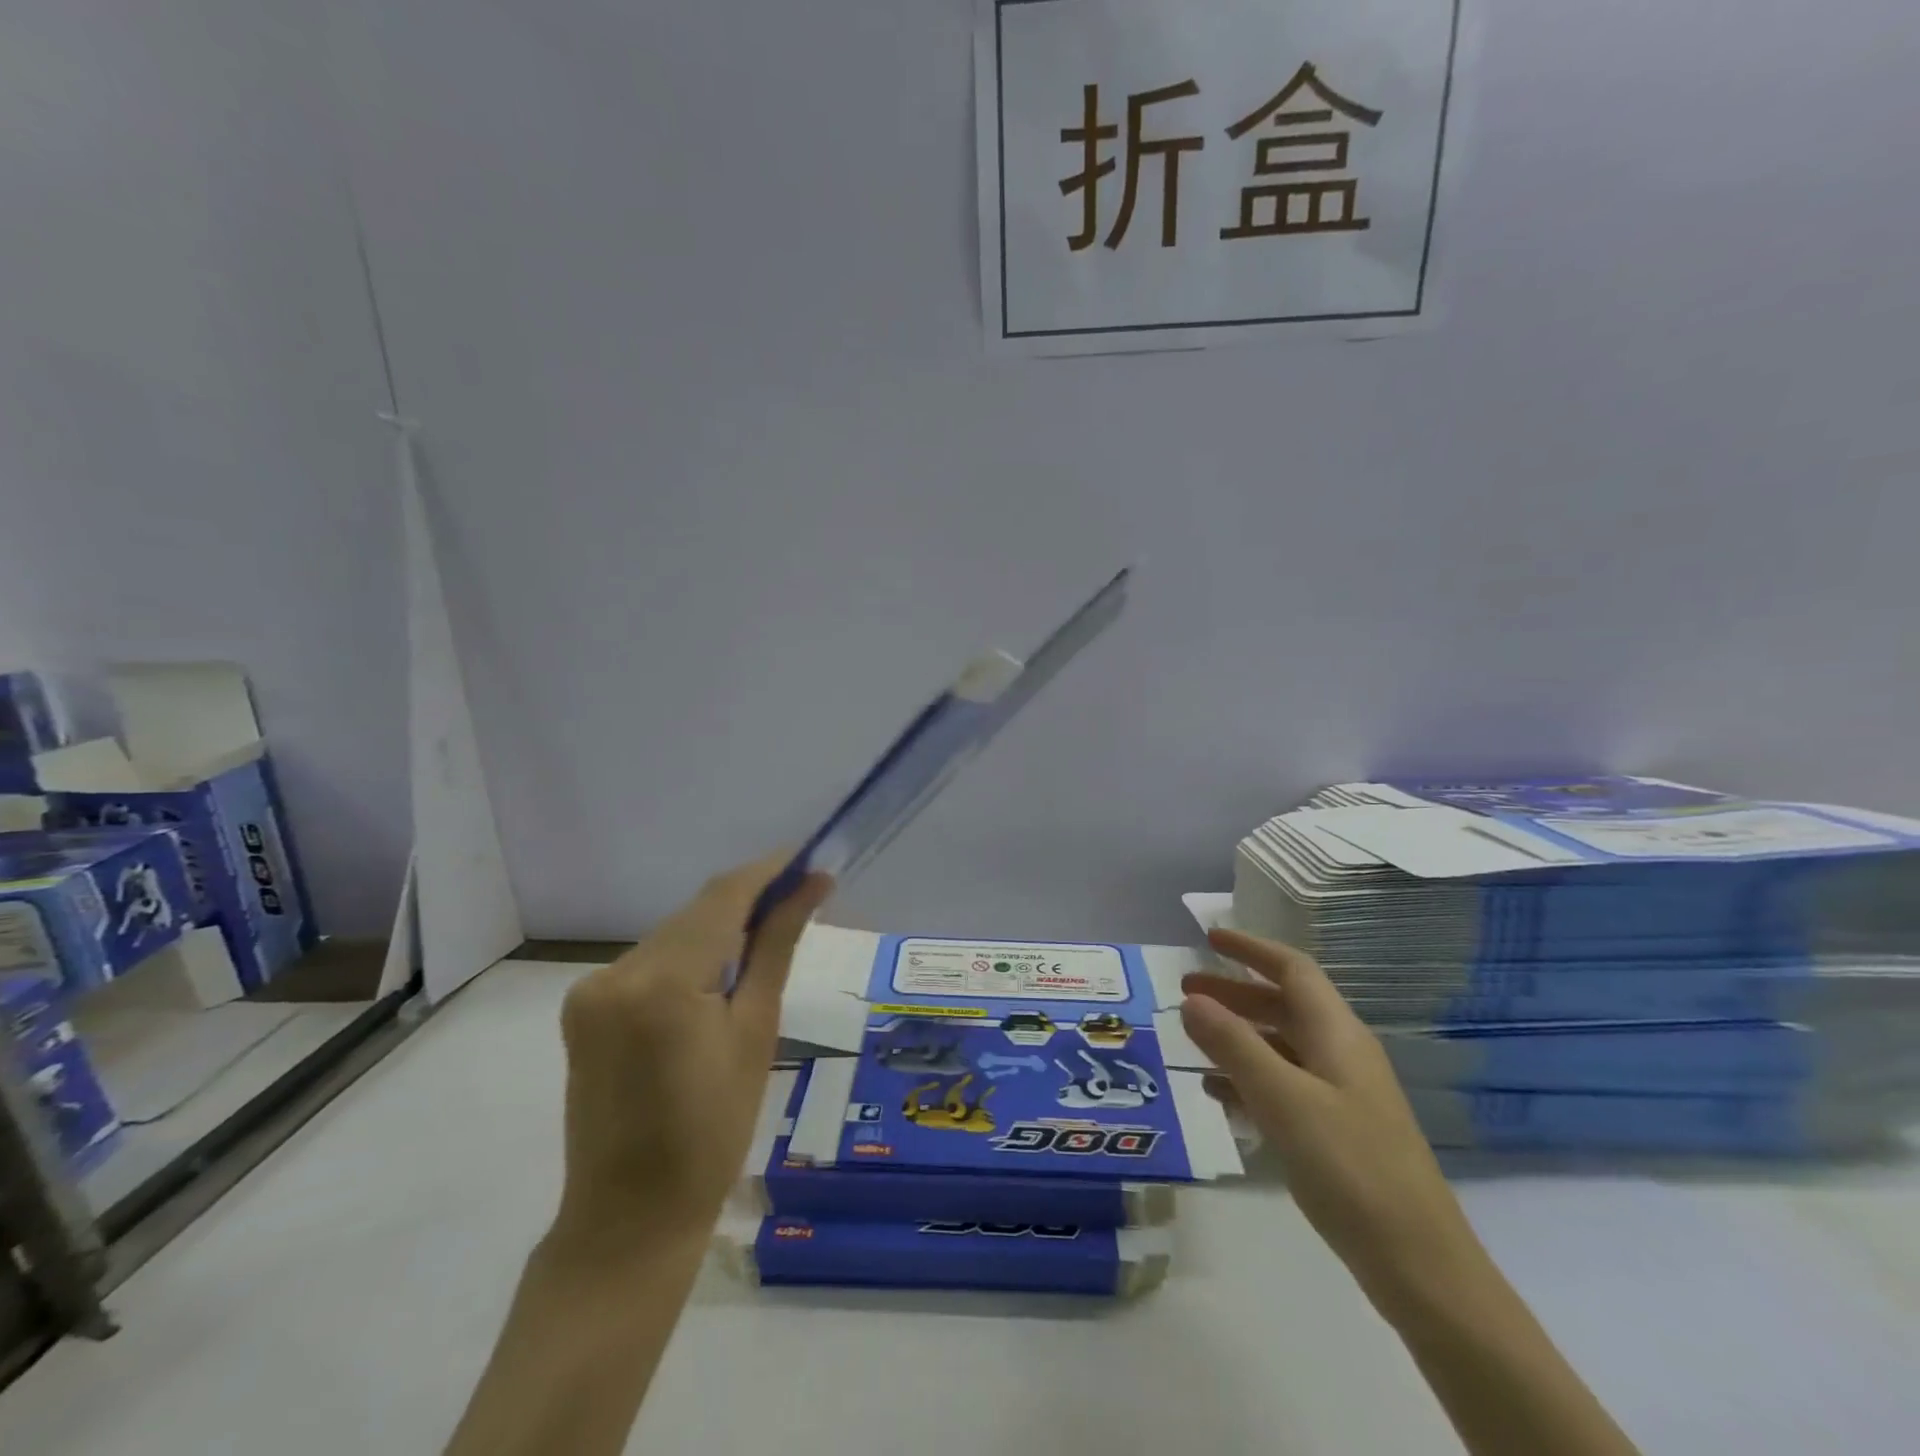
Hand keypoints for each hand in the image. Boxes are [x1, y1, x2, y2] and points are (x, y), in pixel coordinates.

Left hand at [550, 856, 832, 1249]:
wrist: (630, 1218)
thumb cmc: (714, 1132)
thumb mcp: (756, 1031)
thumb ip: (777, 946)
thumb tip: (812, 884)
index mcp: (662, 982)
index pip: (723, 897)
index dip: (768, 871)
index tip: (808, 860)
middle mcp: (616, 972)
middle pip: (696, 914)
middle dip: (748, 902)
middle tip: (800, 902)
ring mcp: (592, 990)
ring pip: (673, 935)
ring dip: (718, 931)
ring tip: (764, 946)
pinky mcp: (583, 1008)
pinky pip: (649, 962)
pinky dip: (688, 959)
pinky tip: (715, 983)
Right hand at [1180, 927, 1485, 1315]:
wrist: (1419, 1264)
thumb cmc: (1350, 1167)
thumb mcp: (1283, 1099)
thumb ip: (1233, 1045)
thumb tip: (1192, 999)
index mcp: (1336, 1034)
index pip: (1292, 969)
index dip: (1251, 949)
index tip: (1209, 938)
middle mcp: (1341, 1054)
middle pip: (1282, 1006)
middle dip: (1234, 994)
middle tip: (1185, 994)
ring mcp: (1342, 1094)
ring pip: (1280, 1047)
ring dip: (1236, 1037)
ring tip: (1192, 1042)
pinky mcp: (1337, 1131)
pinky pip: (1284, 1086)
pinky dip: (1248, 1079)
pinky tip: (1218, 1095)